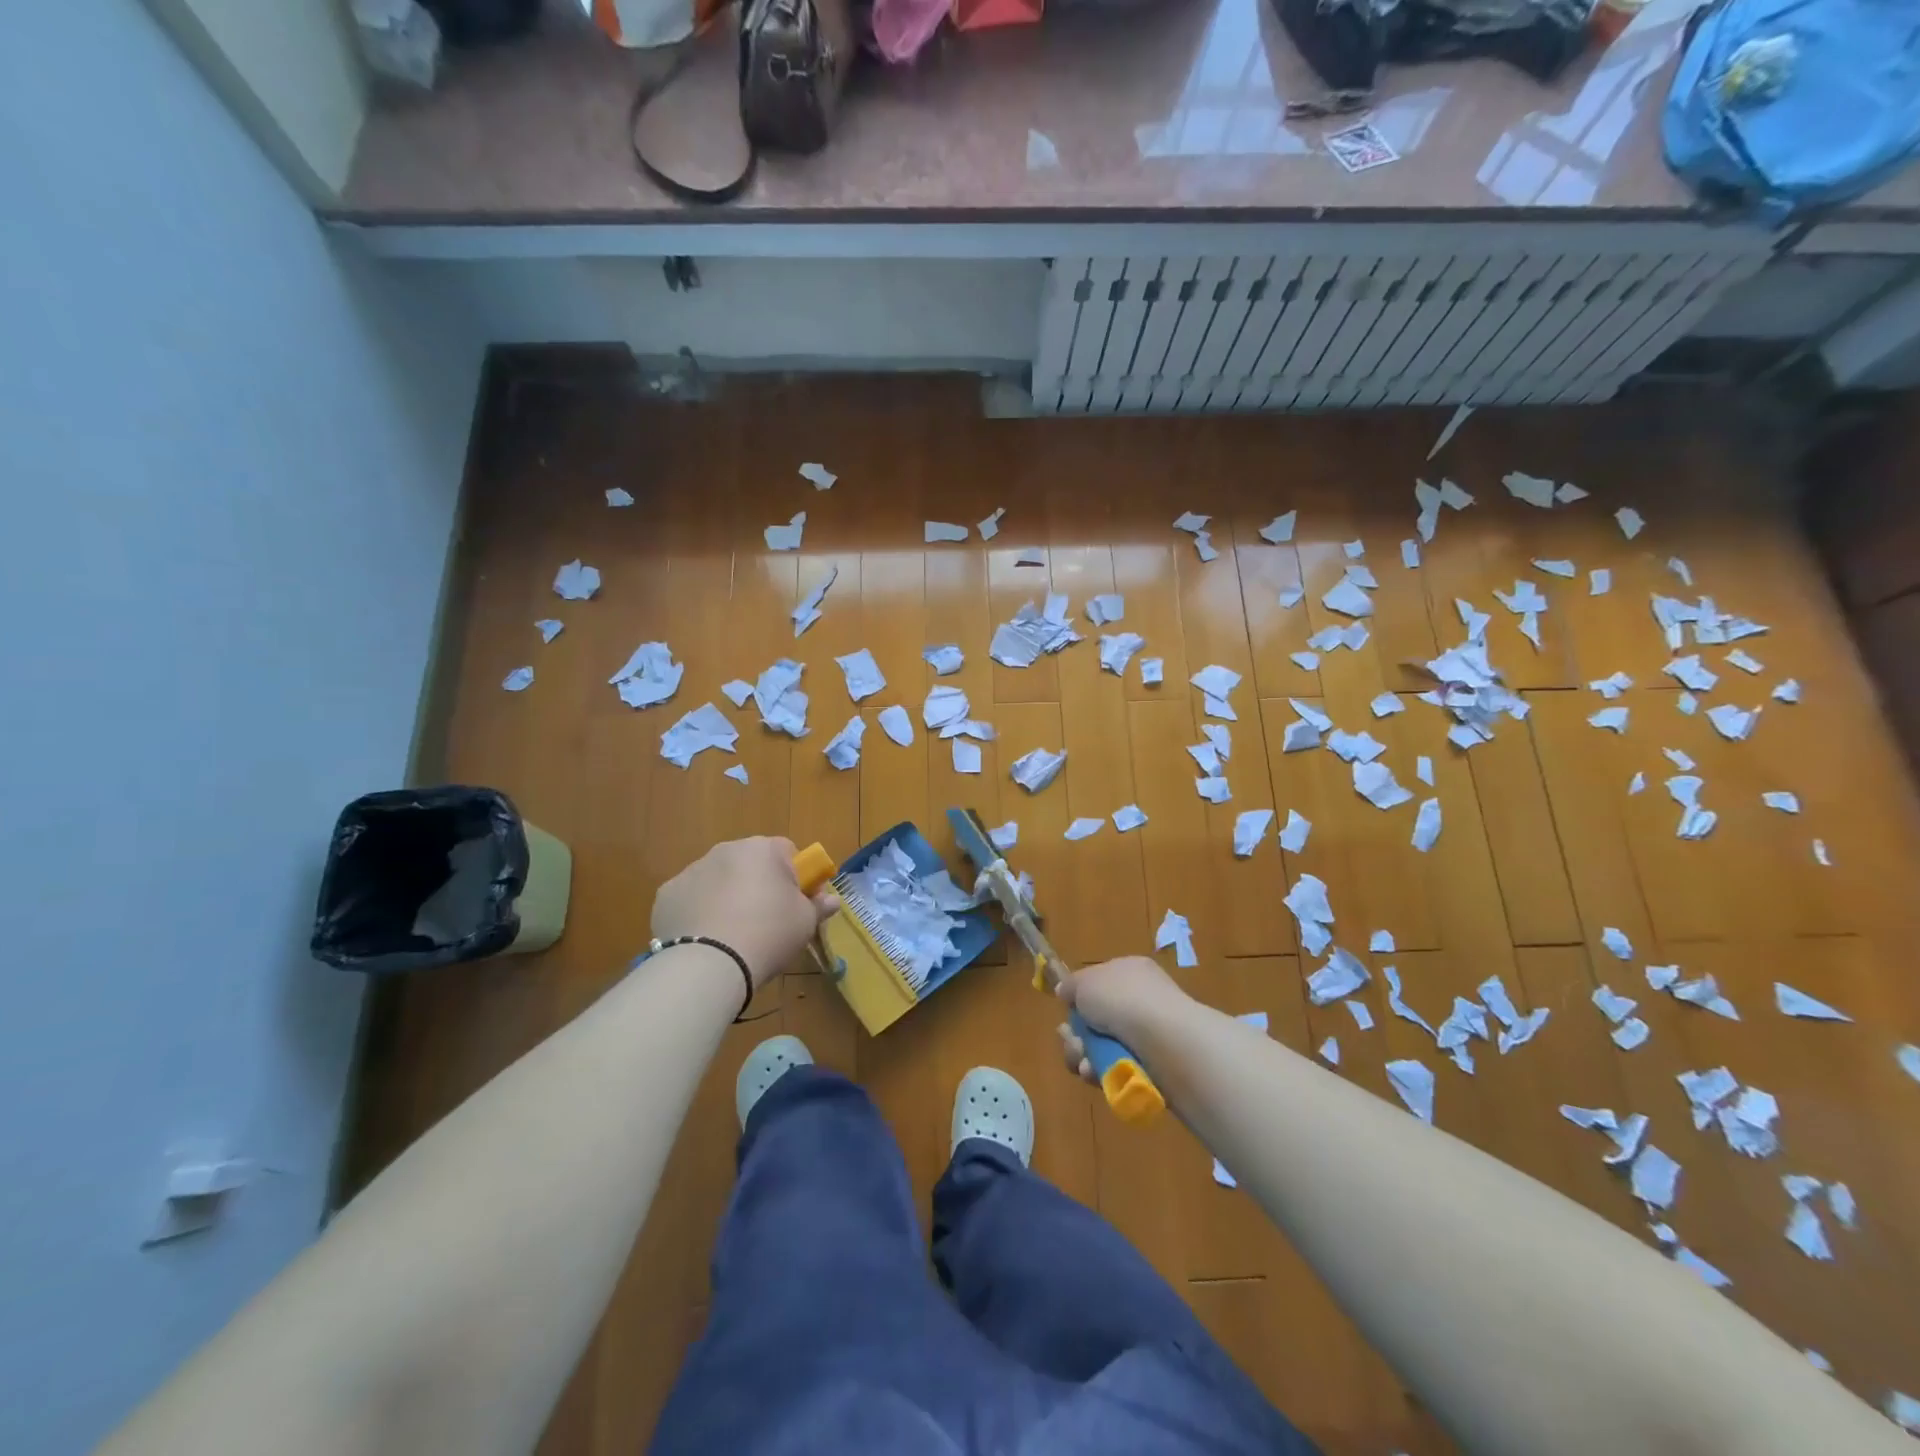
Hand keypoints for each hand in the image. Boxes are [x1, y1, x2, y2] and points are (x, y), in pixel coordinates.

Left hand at [652, 836, 836, 986]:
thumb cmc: (768, 934)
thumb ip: (819, 906)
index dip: (796, 877)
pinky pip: (691, 899)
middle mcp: (725, 850)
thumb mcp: (805, 923)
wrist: (709, 964)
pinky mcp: (666, 895)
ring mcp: (691, 871)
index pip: (787, 852)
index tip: (797, 904)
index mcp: (762, 849)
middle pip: (750, 864)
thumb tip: (832, 900)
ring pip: (718, 880)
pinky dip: (699, 913)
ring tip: (733, 935)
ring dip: (728, 897)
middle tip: (767, 921)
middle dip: (759, 885)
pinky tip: (706, 939)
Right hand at [1054, 955, 1188, 1082]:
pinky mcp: (1151, 1067)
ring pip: (1102, 1047)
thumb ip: (1071, 986)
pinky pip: (1116, 1070)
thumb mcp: (1085, 982)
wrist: (1164, 1041)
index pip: (1100, 983)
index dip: (1080, 997)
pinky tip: (1095, 1074)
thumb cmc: (1122, 1000)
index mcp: (1130, 971)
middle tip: (1070, 1040)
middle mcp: (1141, 1000)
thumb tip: (1066, 992)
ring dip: (1084, 1055)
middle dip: (1076, 1033)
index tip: (1066, 1009)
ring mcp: (1148, 1035)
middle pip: (1097, 1019)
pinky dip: (1101, 1073)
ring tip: (1082, 1061)